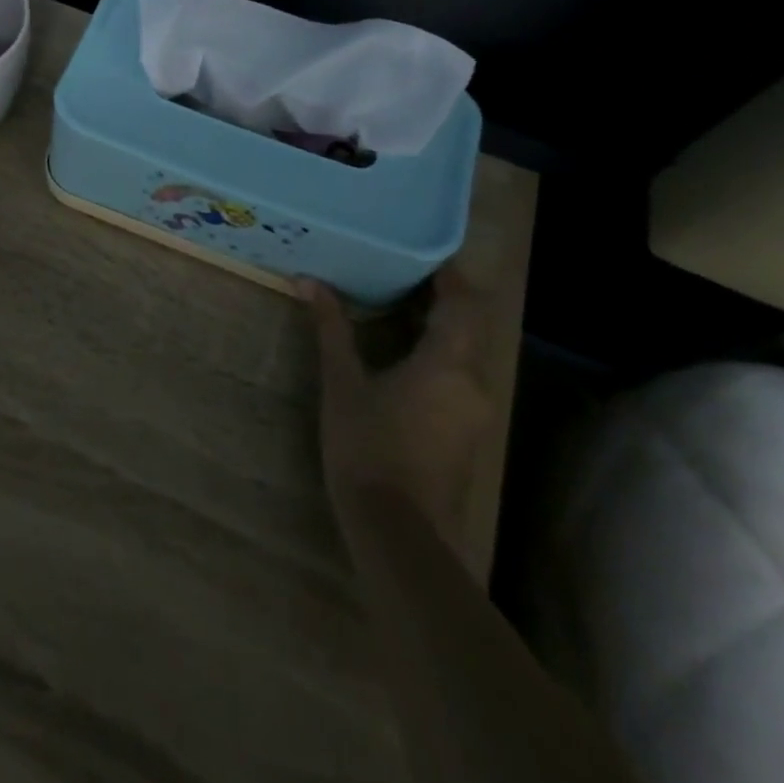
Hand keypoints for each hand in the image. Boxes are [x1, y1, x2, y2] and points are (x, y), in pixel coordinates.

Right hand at [300, 270, 493, 566]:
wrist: (398, 532)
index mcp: (449, 364)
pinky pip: (458, 376)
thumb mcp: (342, 383)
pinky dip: (436, 354)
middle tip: (396, 272)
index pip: (463, 302)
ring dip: (437, 326)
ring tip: (393, 304)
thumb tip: (308, 281)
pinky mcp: (466, 434)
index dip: (447, 273)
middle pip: (468, 325)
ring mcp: (475, 412)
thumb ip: (331, 328)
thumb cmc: (367, 447)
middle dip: (439, 296)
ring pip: (465, 352)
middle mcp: (474, 383)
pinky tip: (400, 355)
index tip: (419, 251)